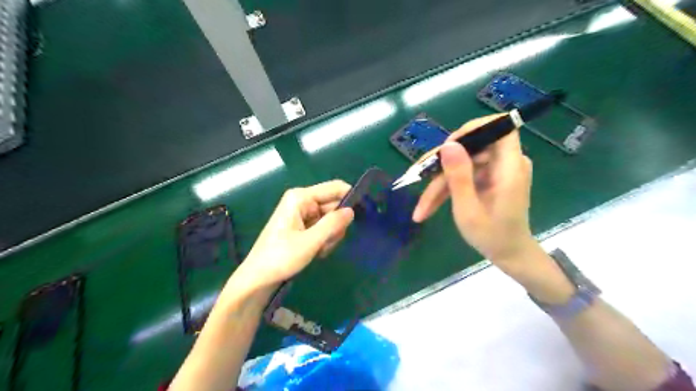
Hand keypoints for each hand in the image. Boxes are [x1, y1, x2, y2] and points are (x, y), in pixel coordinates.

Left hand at [242, 181, 357, 287]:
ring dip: (330, 236)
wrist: (259, 278)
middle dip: (336, 225)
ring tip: (319, 250)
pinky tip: (316, 252)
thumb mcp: (310, 242)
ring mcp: (303, 214)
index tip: (363, 215)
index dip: (350, 198)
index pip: (335, 188)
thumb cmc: (281, 257)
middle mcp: (302, 201)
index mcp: (301, 197)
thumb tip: (352, 210)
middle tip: (328, 243)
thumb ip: (333, 224)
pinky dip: (324, 240)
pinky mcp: (303, 226)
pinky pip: (323, 228)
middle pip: (334, 205)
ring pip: (331, 219)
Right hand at [413, 113, 537, 270]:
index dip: (473, 129)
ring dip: (439, 183)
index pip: (499, 127)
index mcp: (510, 167)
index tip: (448, 146)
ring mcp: (496, 171)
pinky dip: (447, 189)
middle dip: (442, 165)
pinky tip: (429, 206)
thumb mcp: (468, 210)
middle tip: (418, 178)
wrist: (509, 255)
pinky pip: (464, 175)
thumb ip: (459, 176)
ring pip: (461, 164)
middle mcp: (506, 163)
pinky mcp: (489, 178)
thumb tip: (447, 145)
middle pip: (470, 148)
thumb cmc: (492, 236)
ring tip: (421, 208)